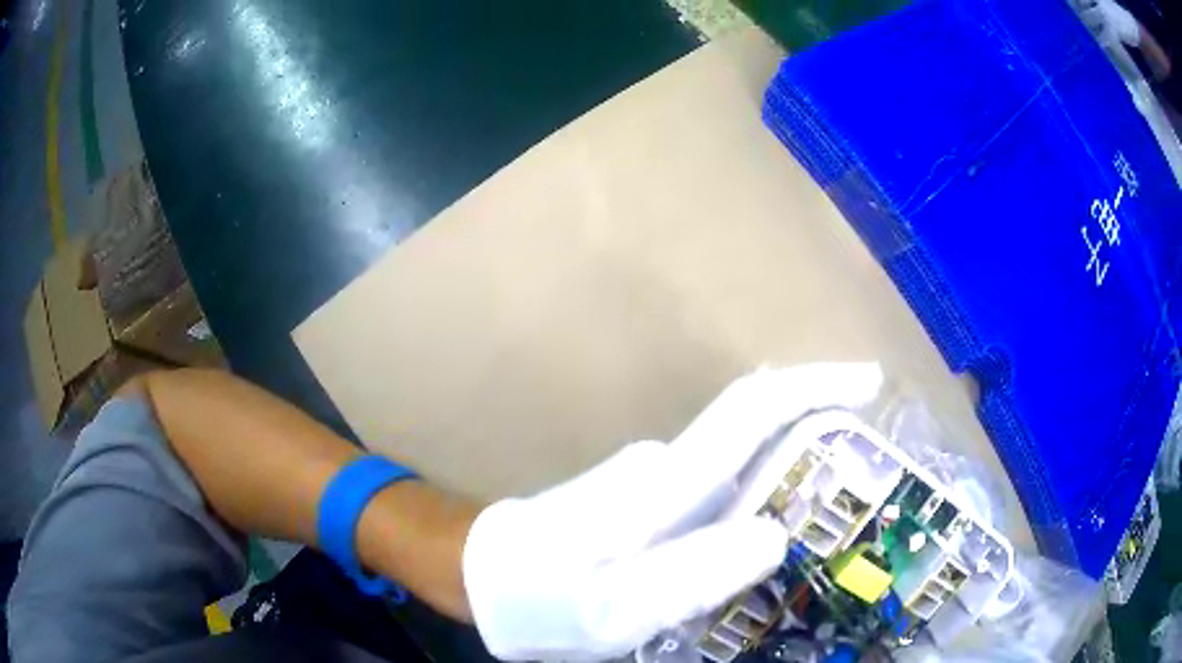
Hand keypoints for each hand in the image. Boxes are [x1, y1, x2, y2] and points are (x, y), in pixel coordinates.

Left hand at [462, 364, 882, 660]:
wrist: (479, 578)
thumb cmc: (537, 599)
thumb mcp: (614, 610)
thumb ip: (693, 575)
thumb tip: (775, 534)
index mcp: (660, 487)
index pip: (750, 412)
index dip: (814, 387)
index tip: (869, 382)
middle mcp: (663, 468)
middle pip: (755, 431)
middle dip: (819, 432)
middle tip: (873, 473)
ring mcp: (654, 481)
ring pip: (741, 464)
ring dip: (794, 470)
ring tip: (840, 513)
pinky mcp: (649, 501)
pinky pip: (722, 489)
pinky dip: (761, 497)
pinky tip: (777, 536)